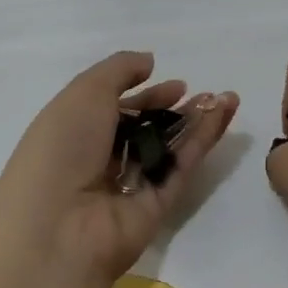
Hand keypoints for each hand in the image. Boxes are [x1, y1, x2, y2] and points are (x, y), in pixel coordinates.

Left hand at [0, 51, 239, 284]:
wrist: (60, 227)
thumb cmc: (63, 147)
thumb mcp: (85, 91)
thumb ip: (120, 69)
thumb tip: (149, 61)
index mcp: (75, 132)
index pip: (116, 109)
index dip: (145, 94)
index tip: (175, 84)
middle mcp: (101, 159)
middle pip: (145, 129)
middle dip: (175, 109)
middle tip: (205, 93)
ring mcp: (130, 185)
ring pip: (169, 147)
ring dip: (197, 121)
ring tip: (227, 98)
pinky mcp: (156, 206)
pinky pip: (181, 166)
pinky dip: (202, 140)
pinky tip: (223, 114)